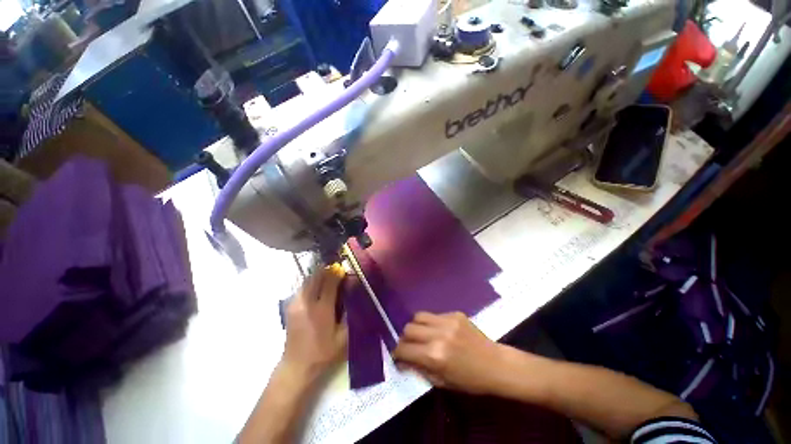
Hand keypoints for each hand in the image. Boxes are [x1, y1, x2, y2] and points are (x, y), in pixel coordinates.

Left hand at [282, 264, 347, 380]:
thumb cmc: (324, 353)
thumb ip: (350, 313)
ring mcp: (296, 304)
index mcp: (322, 309)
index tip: (344, 270)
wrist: (296, 366)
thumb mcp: (343, 337)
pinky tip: (317, 288)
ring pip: (307, 280)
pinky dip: (311, 282)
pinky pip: (302, 287)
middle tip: (337, 270)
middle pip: (316, 277)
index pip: (330, 282)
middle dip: (327, 271)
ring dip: (318, 275)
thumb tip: (354, 294)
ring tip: (328, 277)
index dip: (337, 273)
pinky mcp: (290, 307)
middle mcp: (307, 303)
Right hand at [393, 312, 505, 394]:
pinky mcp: (455, 313)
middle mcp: (438, 335)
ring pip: (418, 316)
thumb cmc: (470, 380)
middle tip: (410, 346)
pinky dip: (432, 323)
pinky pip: (435, 315)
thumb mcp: (442, 382)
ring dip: (416, 326)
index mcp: (434, 356)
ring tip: (422, 335)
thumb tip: (403, 361)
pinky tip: (440, 331)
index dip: (397, 354)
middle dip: (405, 339)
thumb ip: (420, 369)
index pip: (404, 349)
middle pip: (408, 328)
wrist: (496, 365)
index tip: (398, 357)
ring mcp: (447, 321)